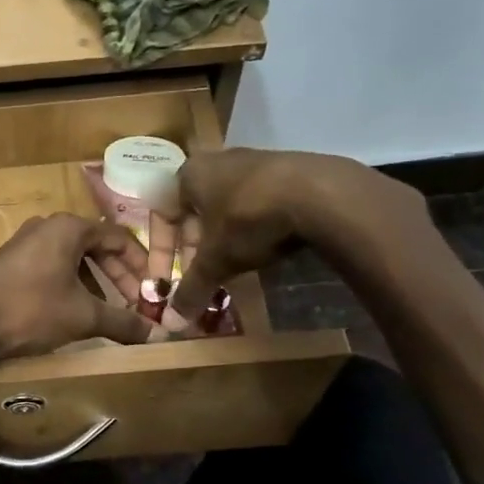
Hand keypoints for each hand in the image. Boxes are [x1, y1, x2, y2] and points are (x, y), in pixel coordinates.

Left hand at [0, 214, 154, 359]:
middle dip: (119, 276)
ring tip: (108, 310)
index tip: (153, 292)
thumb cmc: (32, 310)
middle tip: (135, 304)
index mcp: (69, 227)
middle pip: (96, 246)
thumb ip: (123, 321)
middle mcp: (47, 226)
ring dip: (96, 282)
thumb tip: (156, 335)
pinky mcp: (11, 261)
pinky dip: (71, 284)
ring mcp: (25, 242)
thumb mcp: (84, 316)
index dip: (141, 265)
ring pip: (73, 257)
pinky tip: (74, 310)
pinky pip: (52, 266)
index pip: (119, 238)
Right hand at [168, 149, 427, 321]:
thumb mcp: (215, 261)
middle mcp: (217, 161)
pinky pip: (256, 202)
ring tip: (232, 265)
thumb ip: (191, 289)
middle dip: (195, 248)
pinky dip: (252, 227)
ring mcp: (254, 161)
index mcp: (189, 175)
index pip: (163, 215)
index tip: (168, 280)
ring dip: (223, 239)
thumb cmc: (249, 220)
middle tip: (201, 275)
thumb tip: (172, 323)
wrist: (320, 193)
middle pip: (195, 212)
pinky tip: (264, 247)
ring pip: (226, 208)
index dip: (163, 253)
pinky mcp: (286, 169)